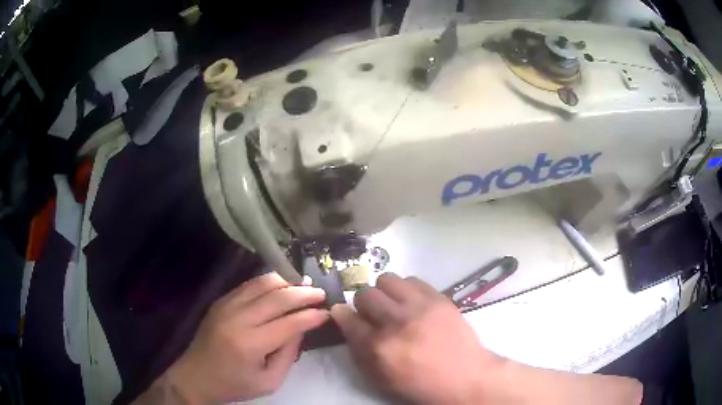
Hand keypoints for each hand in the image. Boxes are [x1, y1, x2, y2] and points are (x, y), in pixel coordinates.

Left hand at [160, 272, 328, 403]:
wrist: (196, 376)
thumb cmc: (235, 385)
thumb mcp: (270, 381)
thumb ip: (288, 354)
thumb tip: (301, 327)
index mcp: (250, 344)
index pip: (289, 323)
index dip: (311, 316)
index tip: (327, 312)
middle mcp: (237, 319)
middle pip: (277, 297)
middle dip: (303, 293)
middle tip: (320, 293)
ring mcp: (226, 306)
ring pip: (261, 284)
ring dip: (286, 281)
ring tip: (304, 284)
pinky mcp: (220, 301)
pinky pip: (248, 285)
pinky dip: (268, 282)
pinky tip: (281, 285)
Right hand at [330, 273, 502, 404]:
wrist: (464, 377)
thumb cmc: (420, 384)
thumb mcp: (381, 379)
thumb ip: (358, 351)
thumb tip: (345, 322)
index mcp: (379, 348)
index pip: (348, 319)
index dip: (342, 315)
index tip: (343, 314)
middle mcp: (397, 323)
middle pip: (365, 294)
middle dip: (363, 304)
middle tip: (373, 314)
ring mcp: (420, 307)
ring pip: (387, 280)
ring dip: (384, 293)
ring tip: (393, 305)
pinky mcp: (439, 298)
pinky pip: (412, 279)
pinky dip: (406, 290)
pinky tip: (412, 303)